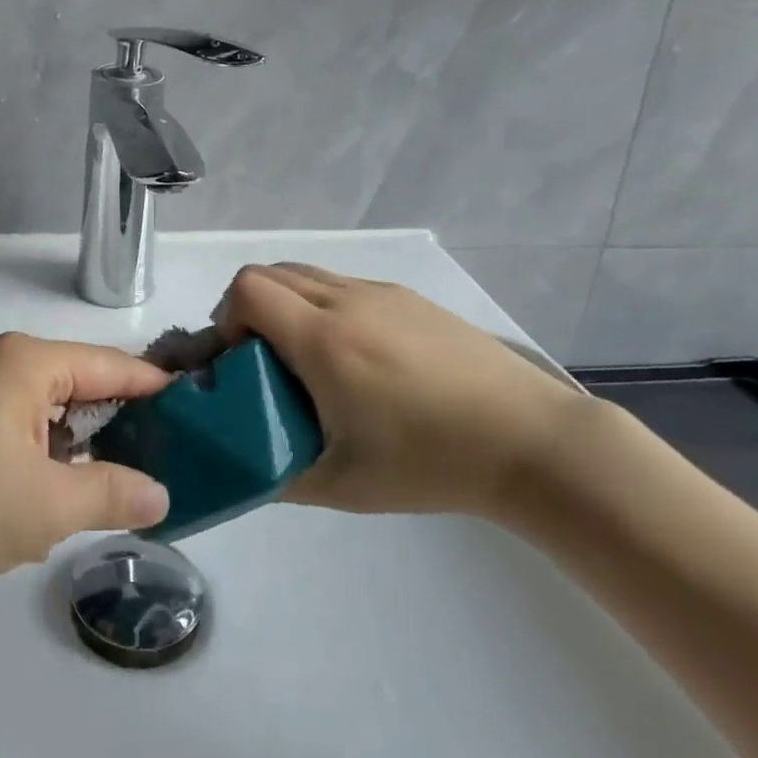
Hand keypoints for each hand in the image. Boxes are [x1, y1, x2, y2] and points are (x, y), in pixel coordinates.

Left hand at [0, 334, 171, 606]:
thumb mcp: (45, 504)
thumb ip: (112, 493)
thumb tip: (162, 495)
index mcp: (28, 363)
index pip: (112, 366)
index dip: (158, 389)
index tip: (203, 411)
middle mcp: (6, 367)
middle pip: (85, 387)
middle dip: (124, 426)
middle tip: (174, 462)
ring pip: (55, 416)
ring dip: (85, 451)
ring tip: (128, 488)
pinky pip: (26, 434)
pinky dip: (51, 462)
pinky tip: (66, 500)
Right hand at [215, 263, 583, 517]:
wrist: (529, 440)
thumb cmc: (429, 463)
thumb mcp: (342, 485)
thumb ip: (277, 474)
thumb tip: (243, 466)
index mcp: (322, 339)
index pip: (247, 290)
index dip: (227, 317)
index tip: (241, 360)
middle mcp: (346, 301)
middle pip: (268, 272)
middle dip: (249, 309)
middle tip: (264, 358)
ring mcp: (380, 293)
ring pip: (306, 273)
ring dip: (287, 302)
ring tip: (308, 355)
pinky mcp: (408, 297)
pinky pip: (343, 283)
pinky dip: (323, 303)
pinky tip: (356, 354)